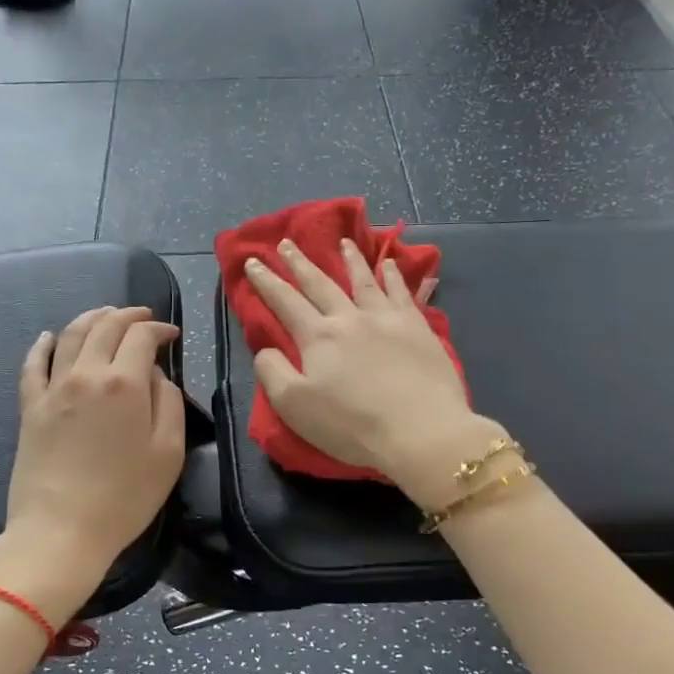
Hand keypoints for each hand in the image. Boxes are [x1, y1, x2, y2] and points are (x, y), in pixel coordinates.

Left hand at [0, 305, 185, 623]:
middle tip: (143, 318)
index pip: (142, 336)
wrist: (61, 531)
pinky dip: (42, 345)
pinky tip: (48, 337)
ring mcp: (53, 388)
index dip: (160, 329)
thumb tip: (155, 375)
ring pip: (70, 335)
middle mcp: (86, 374)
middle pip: (106, 326)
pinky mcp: (30, 407)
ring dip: (91, 318)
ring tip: (105, 315)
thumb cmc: (124, 497)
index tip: (172, 336)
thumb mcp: (169, 453)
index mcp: (125, 383)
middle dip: (128, 315)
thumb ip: (169, 403)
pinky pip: (33, 365)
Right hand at [244, 239, 498, 500]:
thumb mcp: (294, 406)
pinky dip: (394, 276)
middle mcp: (350, 318)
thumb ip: (272, 372)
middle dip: (299, 263)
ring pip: (364, 280)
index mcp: (317, 337)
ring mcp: (387, 319)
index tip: (252, 261)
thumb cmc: (351, 425)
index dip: (266, 281)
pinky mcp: (418, 328)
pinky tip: (391, 265)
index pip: (285, 302)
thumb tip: (265, 349)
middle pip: (320, 284)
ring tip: (343, 242)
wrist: (420, 431)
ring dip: (350, 259)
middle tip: (286, 242)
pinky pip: (403, 293)